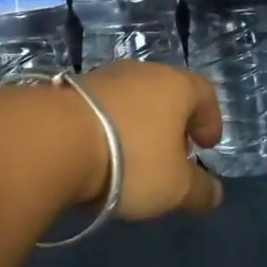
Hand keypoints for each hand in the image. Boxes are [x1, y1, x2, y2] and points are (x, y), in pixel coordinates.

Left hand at [66, 62, 224, 218]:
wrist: (53, 139)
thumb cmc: (131, 159)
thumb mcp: (174, 187)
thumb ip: (199, 191)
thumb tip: (213, 194)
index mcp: (175, 85)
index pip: (204, 92)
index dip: (210, 119)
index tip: (206, 145)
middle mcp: (140, 72)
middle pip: (165, 93)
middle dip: (172, 123)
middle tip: (171, 154)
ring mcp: (101, 77)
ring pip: (130, 99)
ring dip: (136, 125)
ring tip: (131, 158)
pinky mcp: (68, 90)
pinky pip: (99, 108)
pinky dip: (106, 127)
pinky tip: (98, 154)